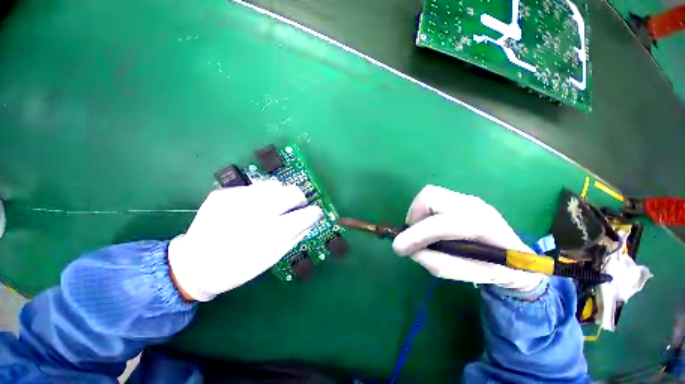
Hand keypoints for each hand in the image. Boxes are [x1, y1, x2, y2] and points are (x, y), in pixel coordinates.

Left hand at [168, 181, 322, 300]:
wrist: (193, 265)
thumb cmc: (237, 268)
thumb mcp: (271, 259)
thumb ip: (295, 237)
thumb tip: (311, 220)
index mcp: (268, 235)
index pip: (304, 215)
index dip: (314, 212)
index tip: (315, 213)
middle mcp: (254, 213)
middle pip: (292, 191)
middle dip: (299, 199)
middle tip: (294, 208)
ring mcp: (236, 199)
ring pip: (274, 184)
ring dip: (280, 195)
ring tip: (272, 208)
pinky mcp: (223, 194)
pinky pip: (254, 187)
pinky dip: (260, 196)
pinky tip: (251, 209)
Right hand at [393, 185, 543, 291]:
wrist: (520, 257)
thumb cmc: (496, 270)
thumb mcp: (466, 275)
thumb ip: (435, 262)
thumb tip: (410, 249)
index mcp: (482, 227)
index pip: (441, 224)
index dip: (416, 235)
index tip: (398, 248)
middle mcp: (474, 205)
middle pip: (430, 196)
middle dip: (414, 215)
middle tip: (414, 234)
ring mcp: (469, 198)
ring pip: (429, 194)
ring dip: (419, 213)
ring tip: (423, 231)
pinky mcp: (463, 199)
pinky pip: (435, 199)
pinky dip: (426, 212)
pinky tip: (434, 226)